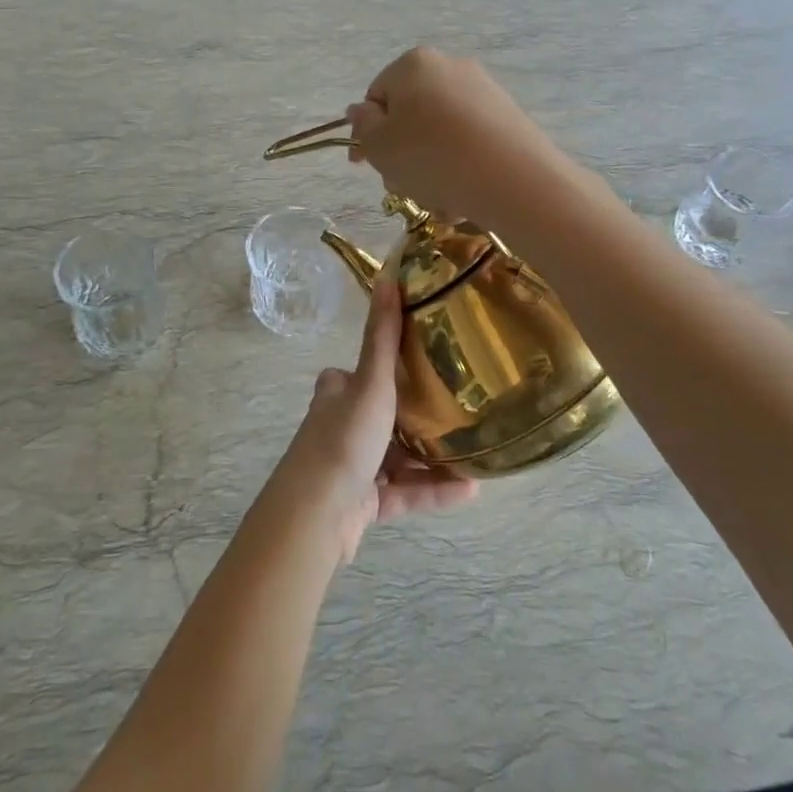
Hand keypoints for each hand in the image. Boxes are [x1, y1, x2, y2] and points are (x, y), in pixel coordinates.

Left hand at [269, 271, 477, 563]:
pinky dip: (433, 490)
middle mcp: (340, 427)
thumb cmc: (344, 438)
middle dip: (420, 416)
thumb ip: (383, 336)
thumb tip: (388, 276)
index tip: (426, 364)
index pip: (360, 373)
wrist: (316, 515)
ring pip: (400, 458)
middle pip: (385, 416)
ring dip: (435, 458)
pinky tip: (470, 489)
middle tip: (463, 409)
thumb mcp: (370, 382)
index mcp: (337, 394)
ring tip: (476, 452)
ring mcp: (352, 468)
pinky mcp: (363, 504)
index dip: (386, 367)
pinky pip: (405, 493)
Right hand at [345, 48, 571, 230]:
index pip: (376, 96)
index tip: (364, 164)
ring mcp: (483, 91)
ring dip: (429, 169)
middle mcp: (450, 67)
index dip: (366, 133)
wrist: (512, 178)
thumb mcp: (379, 145)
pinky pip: (469, 144)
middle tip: (401, 186)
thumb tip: (360, 110)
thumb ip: (362, 125)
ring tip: (436, 198)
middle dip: (401, 154)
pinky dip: (459, 168)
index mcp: (413, 64)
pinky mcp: (507, 118)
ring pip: (439, 136)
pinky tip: (461, 197)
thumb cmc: (430, 157)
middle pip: (410, 116)